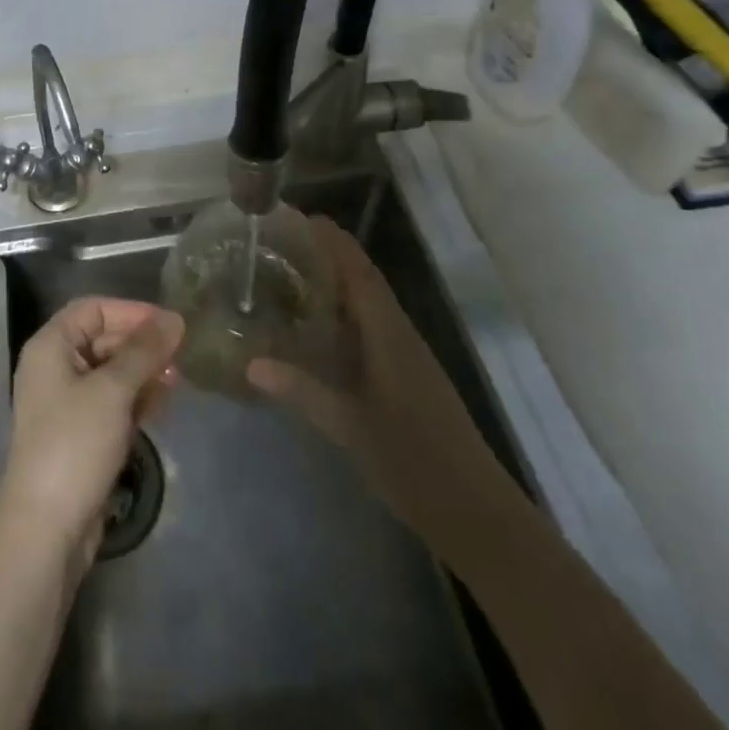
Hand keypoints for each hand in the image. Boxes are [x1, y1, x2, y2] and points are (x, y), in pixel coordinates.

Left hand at [0, 297, 183, 566]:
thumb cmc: (74, 444)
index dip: (131, 311)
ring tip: (177, 379)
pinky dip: (135, 398)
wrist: (46, 530)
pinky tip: (161, 404)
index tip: (169, 324)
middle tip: (180, 354)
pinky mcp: (80, 434)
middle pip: (103, 339)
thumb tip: (174, 318)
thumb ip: (144, 351)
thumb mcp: (113, 390)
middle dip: (141, 344)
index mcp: (51, 347)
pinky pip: (111, 402)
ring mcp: (66, 403)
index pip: (93, 309)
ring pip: (111, 372)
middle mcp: (55, 368)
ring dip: (143, 372)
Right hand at [247, 216, 498, 542]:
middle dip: (327, 254)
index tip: (297, 217)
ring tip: (291, 274)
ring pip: (369, 302)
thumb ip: (302, 391)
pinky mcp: (407, 375)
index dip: (331, 239)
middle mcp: (399, 333)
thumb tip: (251, 364)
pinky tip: (319, 327)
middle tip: (281, 245)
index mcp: (389, 332)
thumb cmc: (413, 462)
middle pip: (363, 278)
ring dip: (336, 281)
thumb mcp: (349, 427)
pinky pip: (371, 326)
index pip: (358, 269)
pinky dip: (344, 312)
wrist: (477, 512)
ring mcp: (407, 354)